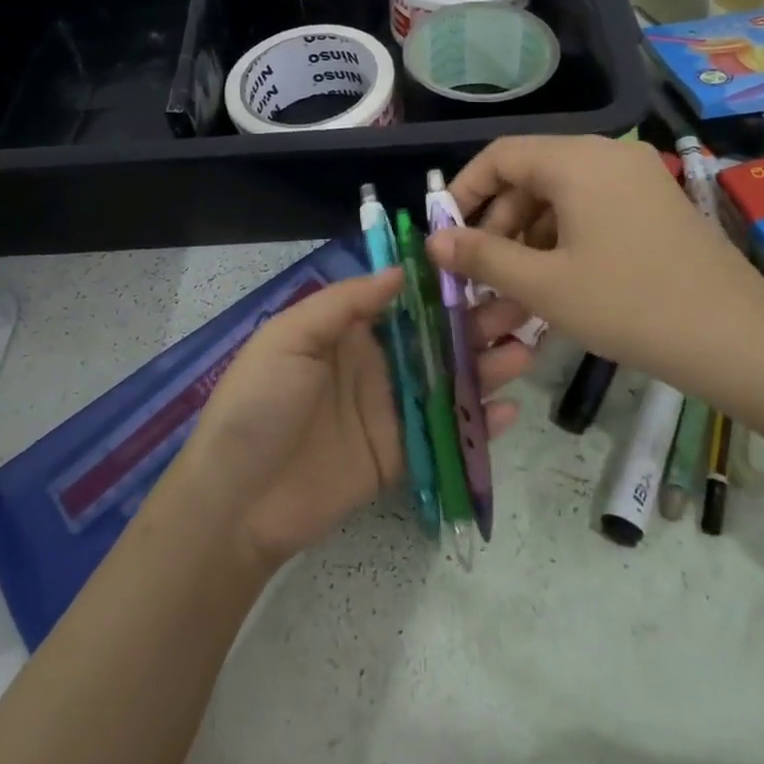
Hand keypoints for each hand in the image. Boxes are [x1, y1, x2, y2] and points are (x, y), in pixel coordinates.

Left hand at [179, 270, 535, 568]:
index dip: (440, 284)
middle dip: (476, 321)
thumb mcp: (289, 338)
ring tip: (526, 350)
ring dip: (486, 366)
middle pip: (434, 338)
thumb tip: (400, 272)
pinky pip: (444, 434)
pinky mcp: (398, 455)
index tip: (482, 264)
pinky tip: (509, 411)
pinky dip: (477, 425)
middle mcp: (374, 364)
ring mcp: (389, 411)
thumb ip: (344, 303)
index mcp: (346, 331)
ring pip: (448, 382)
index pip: (403, 299)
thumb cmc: (259, 404)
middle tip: (522, 306)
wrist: (237, 499)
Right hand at [425, 135, 763, 405]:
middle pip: (529, 177)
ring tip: (512, 293)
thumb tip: (434, 240)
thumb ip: (482, 256)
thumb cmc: (630, 306)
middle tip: (480, 275)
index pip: (499, 156)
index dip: (463, 192)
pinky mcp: (654, 206)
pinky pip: (590, 212)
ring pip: (559, 200)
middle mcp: (606, 156)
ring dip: (527, 242)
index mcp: (577, 160)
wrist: (739, 340)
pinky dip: (562, 243)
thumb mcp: (544, 284)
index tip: (444, 234)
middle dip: (496, 226)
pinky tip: (555, 287)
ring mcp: (636, 179)